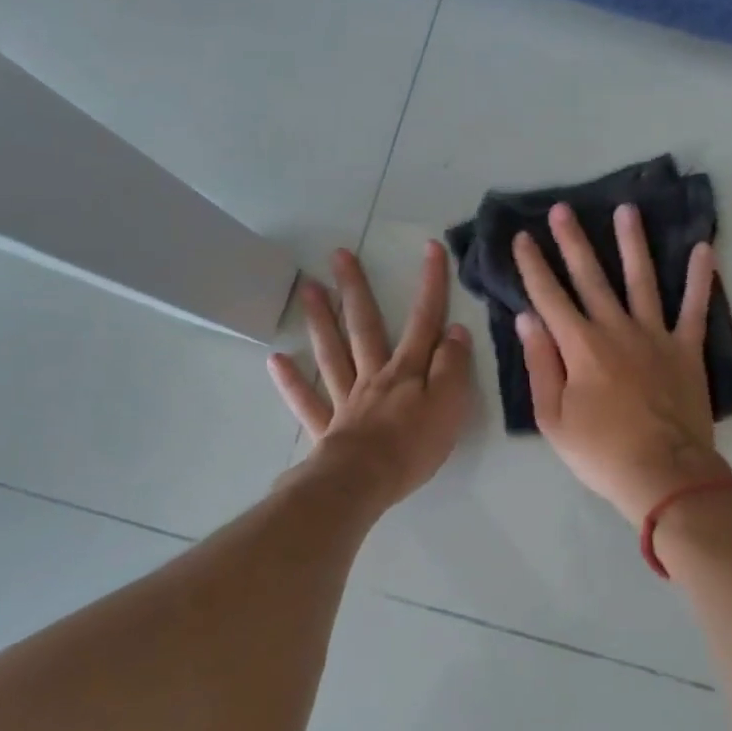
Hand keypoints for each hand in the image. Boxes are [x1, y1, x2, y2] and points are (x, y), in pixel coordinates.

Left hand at [267, 241, 474, 509]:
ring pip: (332, 353)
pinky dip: (292, 381)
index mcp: (406, 371)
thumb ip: (452, 367)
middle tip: (339, 255)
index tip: (430, 248)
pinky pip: (307, 401)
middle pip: (364, 326)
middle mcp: (373, 376)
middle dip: (356, 289)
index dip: (430, 285)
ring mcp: (346, 400)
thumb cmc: (413, 445)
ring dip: (320, 320)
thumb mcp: (449, 404)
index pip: (424, 321)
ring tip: (308, 288)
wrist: (364, 482)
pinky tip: (276, 360)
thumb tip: (455, 330)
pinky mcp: (327, 427)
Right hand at [513, 202, 731, 525]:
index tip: (523, 237)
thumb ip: (540, 364)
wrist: (663, 473)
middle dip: (573, 242)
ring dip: (632, 243)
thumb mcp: (553, 417)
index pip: (549, 297)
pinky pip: (695, 307)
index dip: (533, 266)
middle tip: (562, 209)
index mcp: (580, 346)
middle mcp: (616, 329)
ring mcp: (655, 336)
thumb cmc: (601, 452)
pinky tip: (704, 248)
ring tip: (626, 210)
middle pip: (590, 277)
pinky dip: (700, 278)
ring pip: (641, 279)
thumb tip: (528, 318)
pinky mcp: (687, 349)